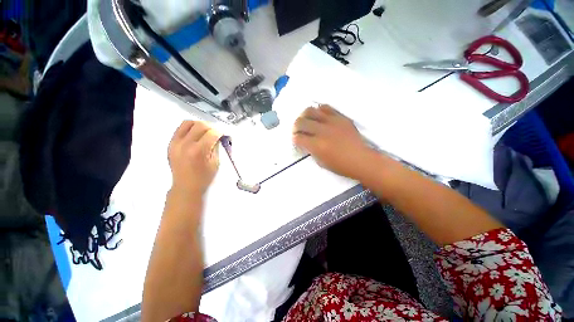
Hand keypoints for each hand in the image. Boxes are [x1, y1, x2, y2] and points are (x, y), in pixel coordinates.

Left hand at [168, 121, 221, 194]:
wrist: (186, 186)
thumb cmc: (204, 177)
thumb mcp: (216, 162)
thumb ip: (216, 147)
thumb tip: (218, 136)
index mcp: (199, 151)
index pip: (212, 133)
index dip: (220, 132)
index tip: (223, 135)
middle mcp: (185, 144)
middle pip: (200, 125)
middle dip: (211, 127)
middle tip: (215, 134)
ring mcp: (175, 143)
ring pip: (188, 123)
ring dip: (199, 125)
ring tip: (205, 132)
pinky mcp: (170, 144)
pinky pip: (180, 129)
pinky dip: (190, 128)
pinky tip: (195, 135)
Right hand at [293, 105, 374, 179]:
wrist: (361, 159)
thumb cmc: (340, 165)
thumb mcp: (321, 162)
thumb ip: (311, 150)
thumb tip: (305, 142)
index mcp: (316, 145)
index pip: (298, 137)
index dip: (294, 139)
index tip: (296, 140)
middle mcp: (322, 131)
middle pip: (300, 122)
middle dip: (295, 127)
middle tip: (297, 130)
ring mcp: (331, 122)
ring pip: (311, 111)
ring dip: (304, 116)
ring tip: (306, 120)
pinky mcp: (340, 117)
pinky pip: (326, 107)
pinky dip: (319, 111)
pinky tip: (319, 117)